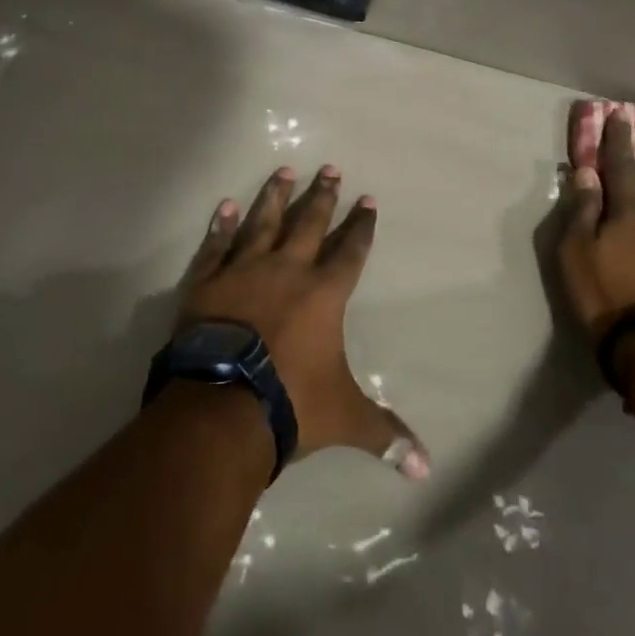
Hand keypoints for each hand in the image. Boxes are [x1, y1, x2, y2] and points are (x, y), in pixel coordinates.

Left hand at [178, 165, 428, 479]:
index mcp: (324, 293)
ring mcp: (245, 270)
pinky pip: (217, 245)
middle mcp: (288, 269)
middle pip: (310, 223)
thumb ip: (384, 434)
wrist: (222, 404)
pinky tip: (224, 205)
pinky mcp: (209, 281)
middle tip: (330, 167)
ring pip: (263, 222)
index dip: (361, 225)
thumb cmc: (290, 403)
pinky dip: (220, 226)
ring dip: (274, 196)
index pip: (351, 250)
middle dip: (322, 196)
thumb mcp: (344, 418)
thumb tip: (425, 468)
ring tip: (283, 170)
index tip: (368, 199)